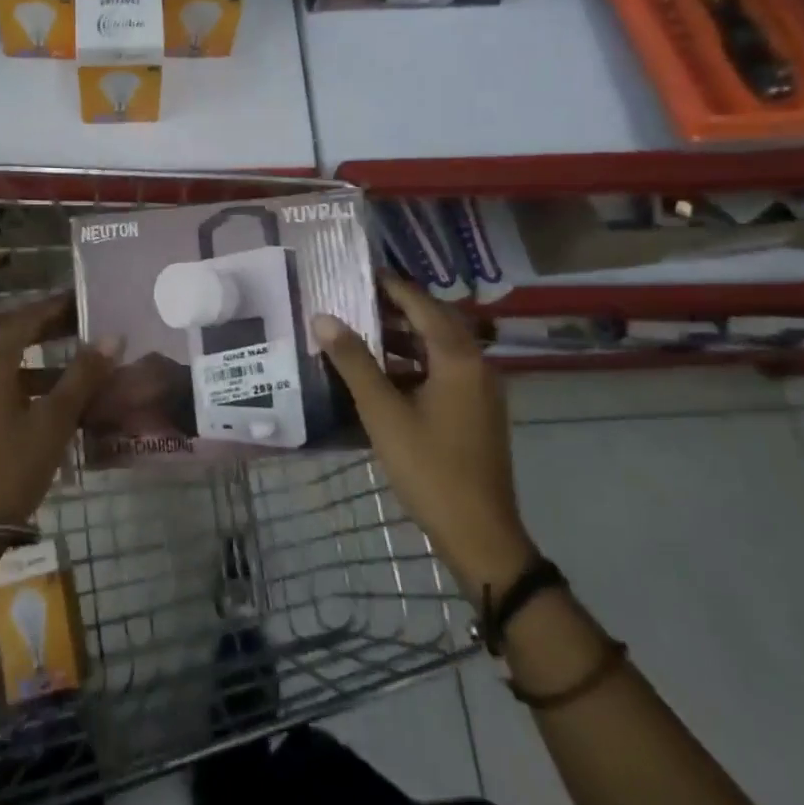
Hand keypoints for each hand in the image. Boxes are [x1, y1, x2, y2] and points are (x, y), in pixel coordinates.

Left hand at [0, 296, 121, 527]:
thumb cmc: (12, 466)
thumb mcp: (54, 420)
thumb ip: (82, 376)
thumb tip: (112, 337)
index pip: (24, 320)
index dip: (54, 307)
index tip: (83, 299)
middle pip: (15, 339)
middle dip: (50, 331)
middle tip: (86, 325)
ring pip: (12, 367)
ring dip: (45, 362)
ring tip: (83, 366)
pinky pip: (5, 389)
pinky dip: (33, 386)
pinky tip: (61, 402)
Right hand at [313, 274, 535, 598]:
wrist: (479, 533)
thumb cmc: (429, 467)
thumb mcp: (383, 412)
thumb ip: (353, 362)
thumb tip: (323, 318)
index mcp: (458, 358)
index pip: (422, 305)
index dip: (391, 285)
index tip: (360, 271)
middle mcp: (476, 365)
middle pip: (435, 321)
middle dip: (396, 307)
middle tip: (355, 297)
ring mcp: (480, 390)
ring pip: (439, 347)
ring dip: (404, 335)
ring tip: (361, 329)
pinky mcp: (476, 411)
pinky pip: (443, 370)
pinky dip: (413, 362)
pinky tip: (382, 372)